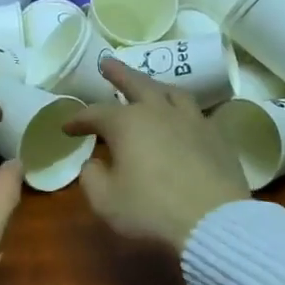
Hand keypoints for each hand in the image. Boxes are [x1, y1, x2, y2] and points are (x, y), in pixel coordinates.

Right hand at [62, 57, 249, 252]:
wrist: (213, 221)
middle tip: (107, 63)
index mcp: (127, 123)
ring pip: (172, 92)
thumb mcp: (105, 201)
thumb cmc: (151, 210)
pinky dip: (182, 111)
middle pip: (137, 84)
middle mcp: (160, 112)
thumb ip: (92, 177)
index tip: (67, 128)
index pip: (95, 114)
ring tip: (148, 86)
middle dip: (119, 73)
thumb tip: (94, 163)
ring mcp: (193, 121)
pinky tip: (183, 118)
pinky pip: (197, 114)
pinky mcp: (217, 136)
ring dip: (155, 86)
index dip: (78, 120)